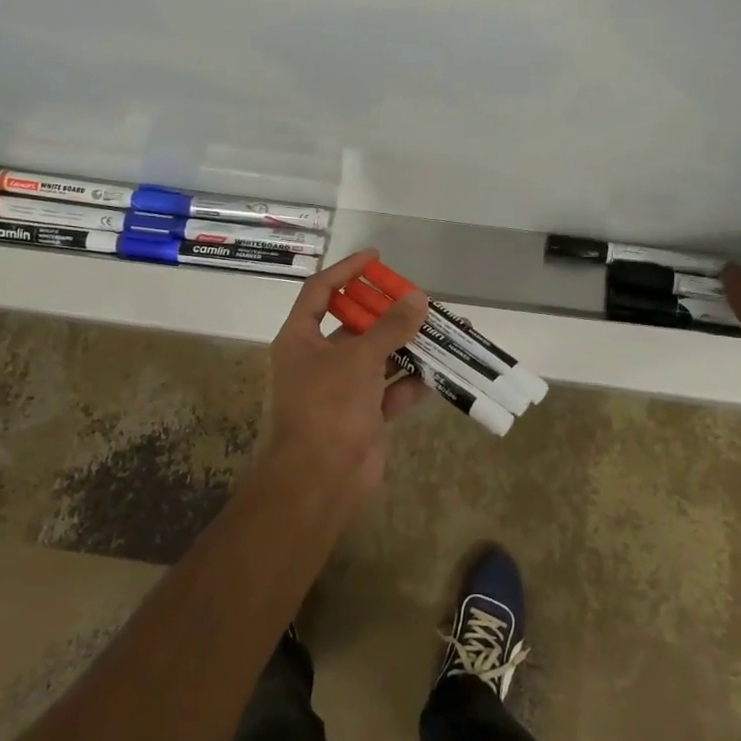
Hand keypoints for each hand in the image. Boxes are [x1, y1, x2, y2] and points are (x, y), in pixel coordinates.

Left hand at [265, 249, 430, 496]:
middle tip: (419, 299)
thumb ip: (390, 327)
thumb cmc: (328, 408)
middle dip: (387, 313)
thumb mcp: (359, 359)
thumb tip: (418, 298)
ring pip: (377, 358)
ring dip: (406, 346)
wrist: (319, 482)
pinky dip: (411, 382)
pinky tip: (439, 371)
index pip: (321, 291)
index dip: (347, 270)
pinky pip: (390, 389)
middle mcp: (318, 359)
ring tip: (440, 330)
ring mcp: (341, 389)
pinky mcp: (363, 415)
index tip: (377, 258)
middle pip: (355, 325)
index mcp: (301, 339)